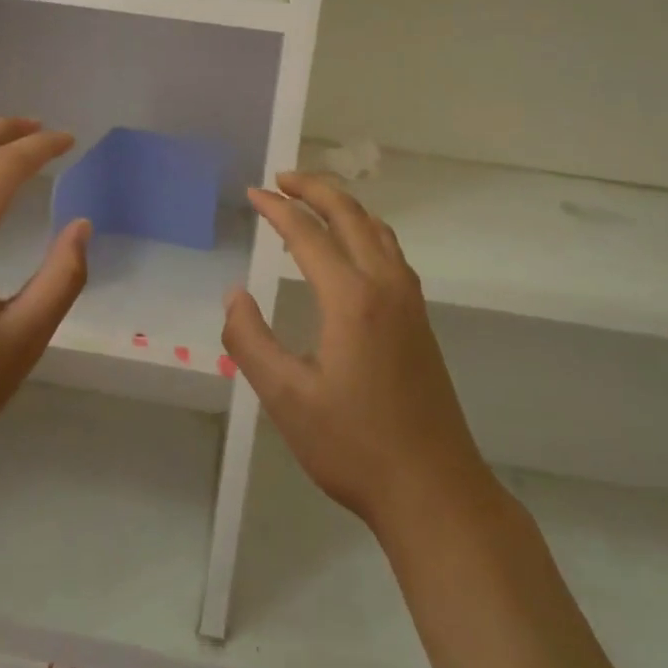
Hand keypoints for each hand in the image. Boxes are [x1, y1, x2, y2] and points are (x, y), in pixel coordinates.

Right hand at [223, 172, 486, 532]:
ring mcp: (409, 301)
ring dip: (343, 205)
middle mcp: (385, 285)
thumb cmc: (353, 445)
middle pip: (350, 215)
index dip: (276, 209)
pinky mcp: (420, 319)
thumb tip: (234, 294)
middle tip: (281, 178)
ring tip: (312, 200)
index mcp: (351, 298)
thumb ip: (250, 340)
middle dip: (314, 189)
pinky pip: (391, 251)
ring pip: (377, 229)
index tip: (251, 193)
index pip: (307, 234)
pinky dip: (365, 229)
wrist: (433, 488)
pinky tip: (353, 245)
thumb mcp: (285, 398)